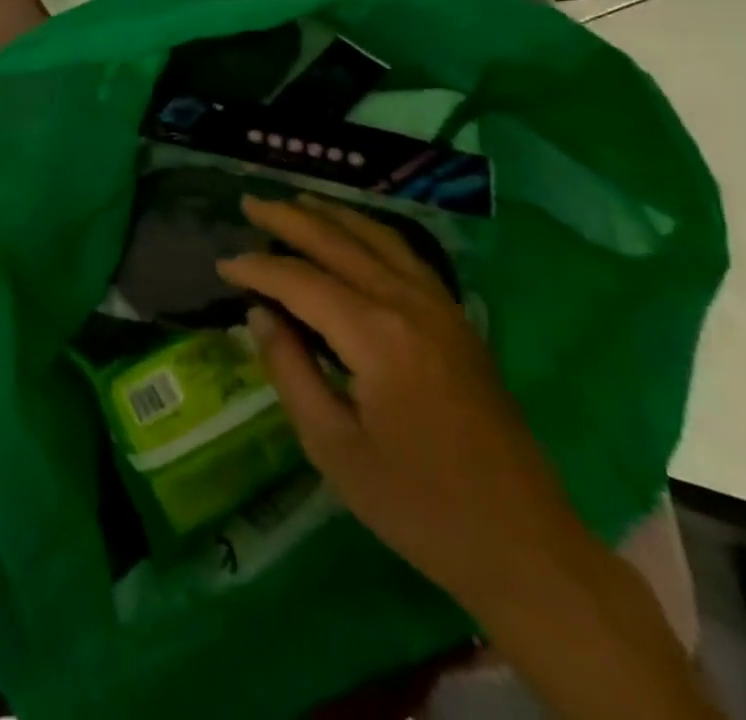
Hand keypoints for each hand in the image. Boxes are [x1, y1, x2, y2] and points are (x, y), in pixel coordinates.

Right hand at [217, 195, 592, 622]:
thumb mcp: (333, 448)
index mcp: (376, 336)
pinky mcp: (458, 320)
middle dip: (289, 219)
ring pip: (378, 237)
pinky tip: (355, 233)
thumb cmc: (418, 505)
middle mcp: (409, 304)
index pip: (301, 281)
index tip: (222, 264)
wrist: (524, 545)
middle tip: (249, 204)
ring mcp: (441, 307)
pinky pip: (406, 255)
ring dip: (332, 215)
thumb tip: (260, 314)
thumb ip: (290, 371)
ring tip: (296, 201)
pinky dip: (370, 232)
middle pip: (339, 242)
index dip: (257, 269)